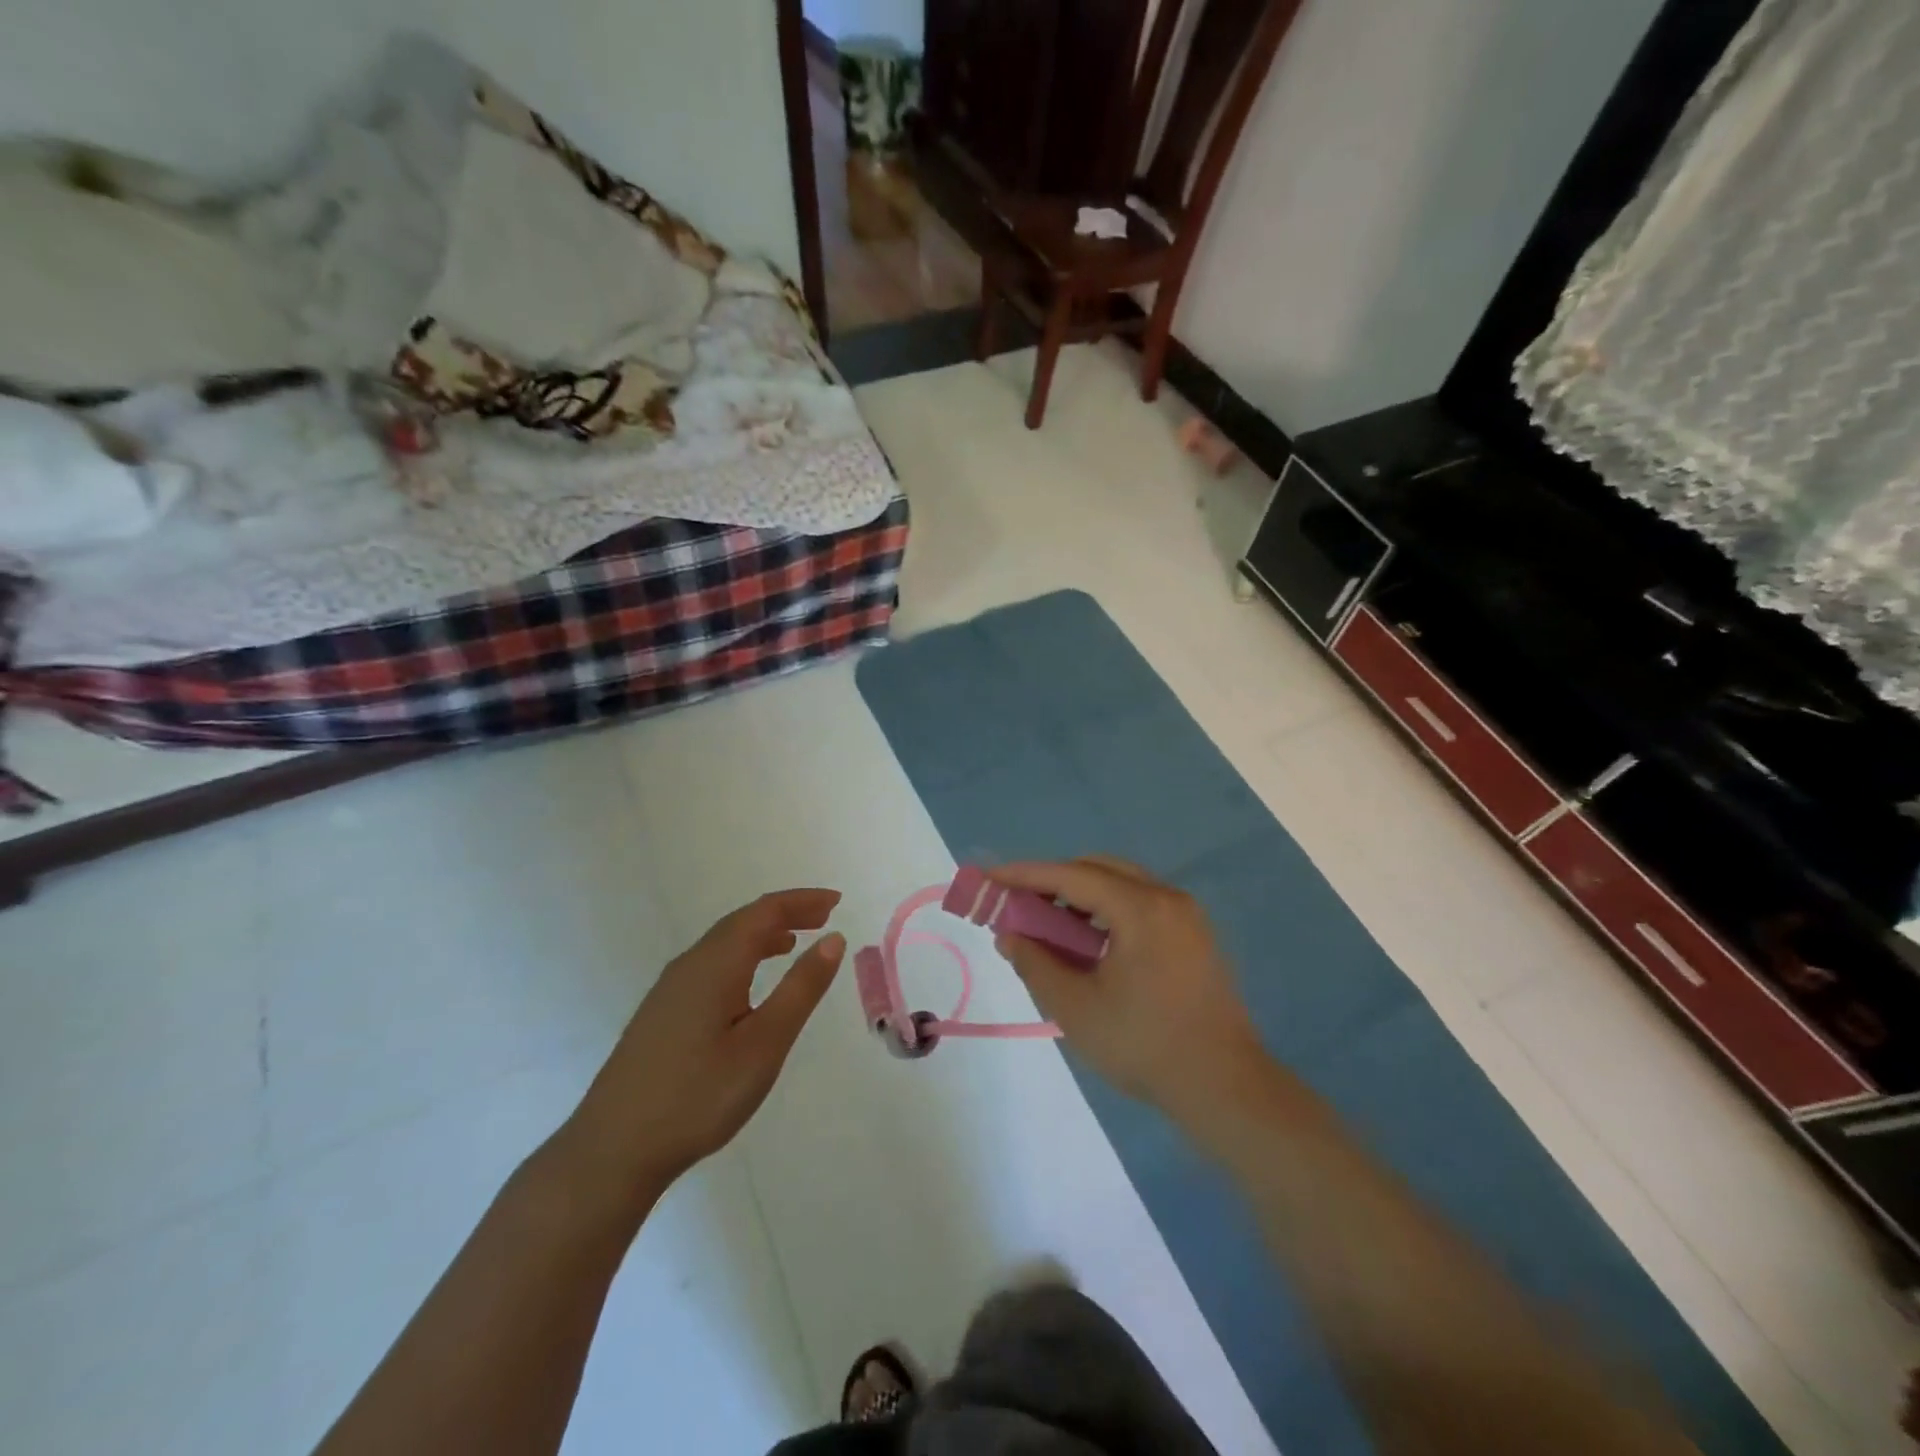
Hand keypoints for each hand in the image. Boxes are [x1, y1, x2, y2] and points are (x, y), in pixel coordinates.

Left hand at [564, 889, 845, 1198]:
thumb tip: (833, 939)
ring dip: (763, 934)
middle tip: (825, 916)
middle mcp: (690, 964)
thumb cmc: (699, 1097)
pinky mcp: (661, 1013)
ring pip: (724, 943)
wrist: (612, 1150)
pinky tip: (750, 984)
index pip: (764, 912)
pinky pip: (710, 964)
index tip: (837, 900)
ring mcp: (670, 989)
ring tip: (795, 942)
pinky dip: (742, 956)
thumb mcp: (764, 1044)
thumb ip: (801, 989)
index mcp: (716, 964)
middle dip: (785, 913)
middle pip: (743, 921)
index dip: (802, 901)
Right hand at [991, 858, 1265, 1117]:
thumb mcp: (1075, 1008)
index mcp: (1140, 908)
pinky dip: (1108, 911)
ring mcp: (1186, 915)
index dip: (1025, 875)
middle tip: (1019, 905)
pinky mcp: (1195, 935)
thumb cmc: (1144, 1045)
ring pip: (1121, 885)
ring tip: (1049, 926)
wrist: (1224, 1086)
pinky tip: (1090, 942)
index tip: (990, 878)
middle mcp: (1166, 898)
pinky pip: (1141, 904)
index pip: (1071, 876)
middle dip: (1053, 882)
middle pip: (1098, 870)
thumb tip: (1009, 935)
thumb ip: (1035, 963)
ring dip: (1081, 896)